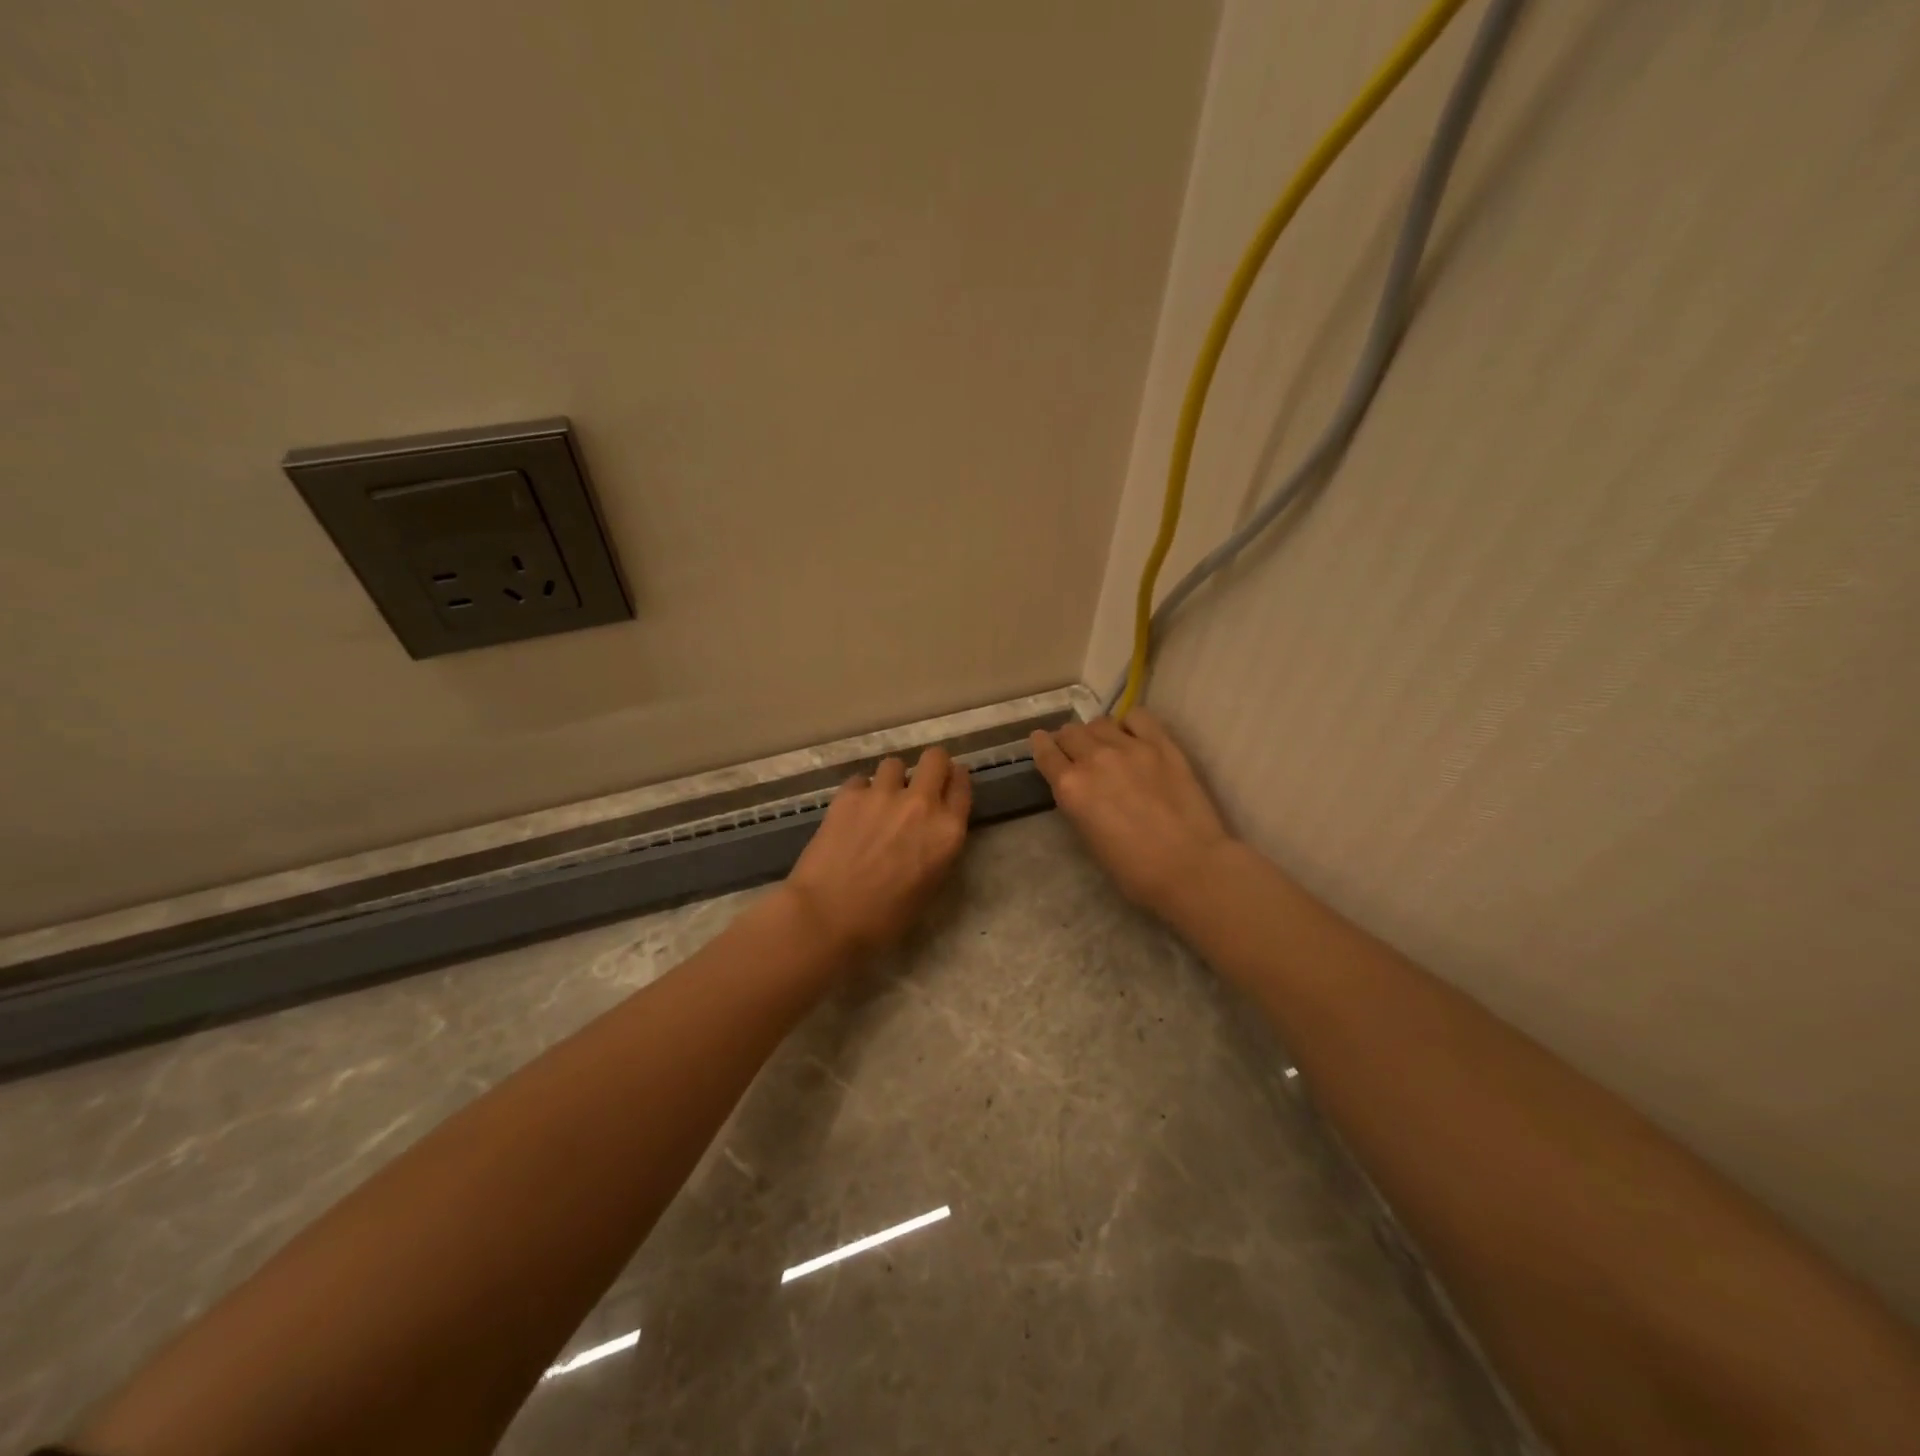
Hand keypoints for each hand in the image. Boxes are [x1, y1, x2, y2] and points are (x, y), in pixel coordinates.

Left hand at [783, 747, 971, 957]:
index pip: (961, 785)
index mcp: (947, 831)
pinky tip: (852, 813)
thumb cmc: (885, 918)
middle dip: (930, 766)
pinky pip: (860, 780)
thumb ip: (937, 848)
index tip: (947, 786)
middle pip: (935, 758)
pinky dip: (860, 793)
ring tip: (880, 802)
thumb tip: (930, 832)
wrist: (828, 916)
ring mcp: (883, 794)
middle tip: (919, 785)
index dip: (955, 781)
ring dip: (892, 780)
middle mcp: (921, 803)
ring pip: (894, 764)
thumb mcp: (930, 886)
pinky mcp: (849, 795)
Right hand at [1029, 710, 1234, 919]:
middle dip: (1069, 741)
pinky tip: (1135, 737)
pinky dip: (1130, 724)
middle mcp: (1093, 759)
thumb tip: (1080, 788)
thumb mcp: (1088, 838)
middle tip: (1078, 753)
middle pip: (1071, 732)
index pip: (1045, 752)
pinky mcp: (1161, 744)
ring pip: (1100, 722)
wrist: (1188, 866)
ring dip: (1097, 733)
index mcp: (1070, 787)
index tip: (1042, 742)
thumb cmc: (1133, 869)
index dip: (1041, 745)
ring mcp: (1129, 747)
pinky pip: (1138, 717)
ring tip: (1108, 745)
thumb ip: (1077, 804)